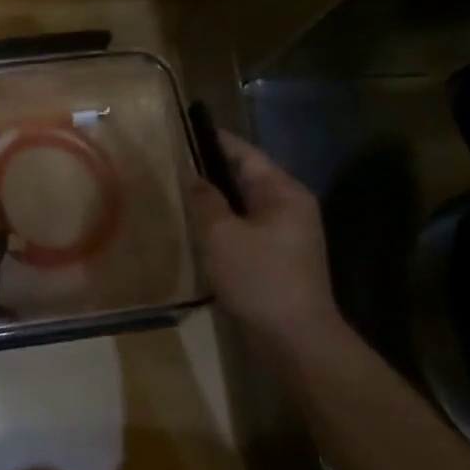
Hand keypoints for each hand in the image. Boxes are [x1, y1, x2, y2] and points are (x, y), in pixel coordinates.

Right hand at [186, 128, 338, 336]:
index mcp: (283, 192)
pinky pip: (249, 227)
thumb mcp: (221, 234)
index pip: (245, 154)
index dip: (214, 140)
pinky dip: (226, 224)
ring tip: (181, 196)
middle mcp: (291, 206)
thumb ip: (205, 199)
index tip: (185, 130)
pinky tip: (201, 231)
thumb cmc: (259, 278)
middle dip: (212, 171)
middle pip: (246, 177)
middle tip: (174, 166)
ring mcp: (289, 233)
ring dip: (217, 201)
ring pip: (246, 205)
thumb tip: (194, 176)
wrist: (296, 339)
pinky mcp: (282, 257)